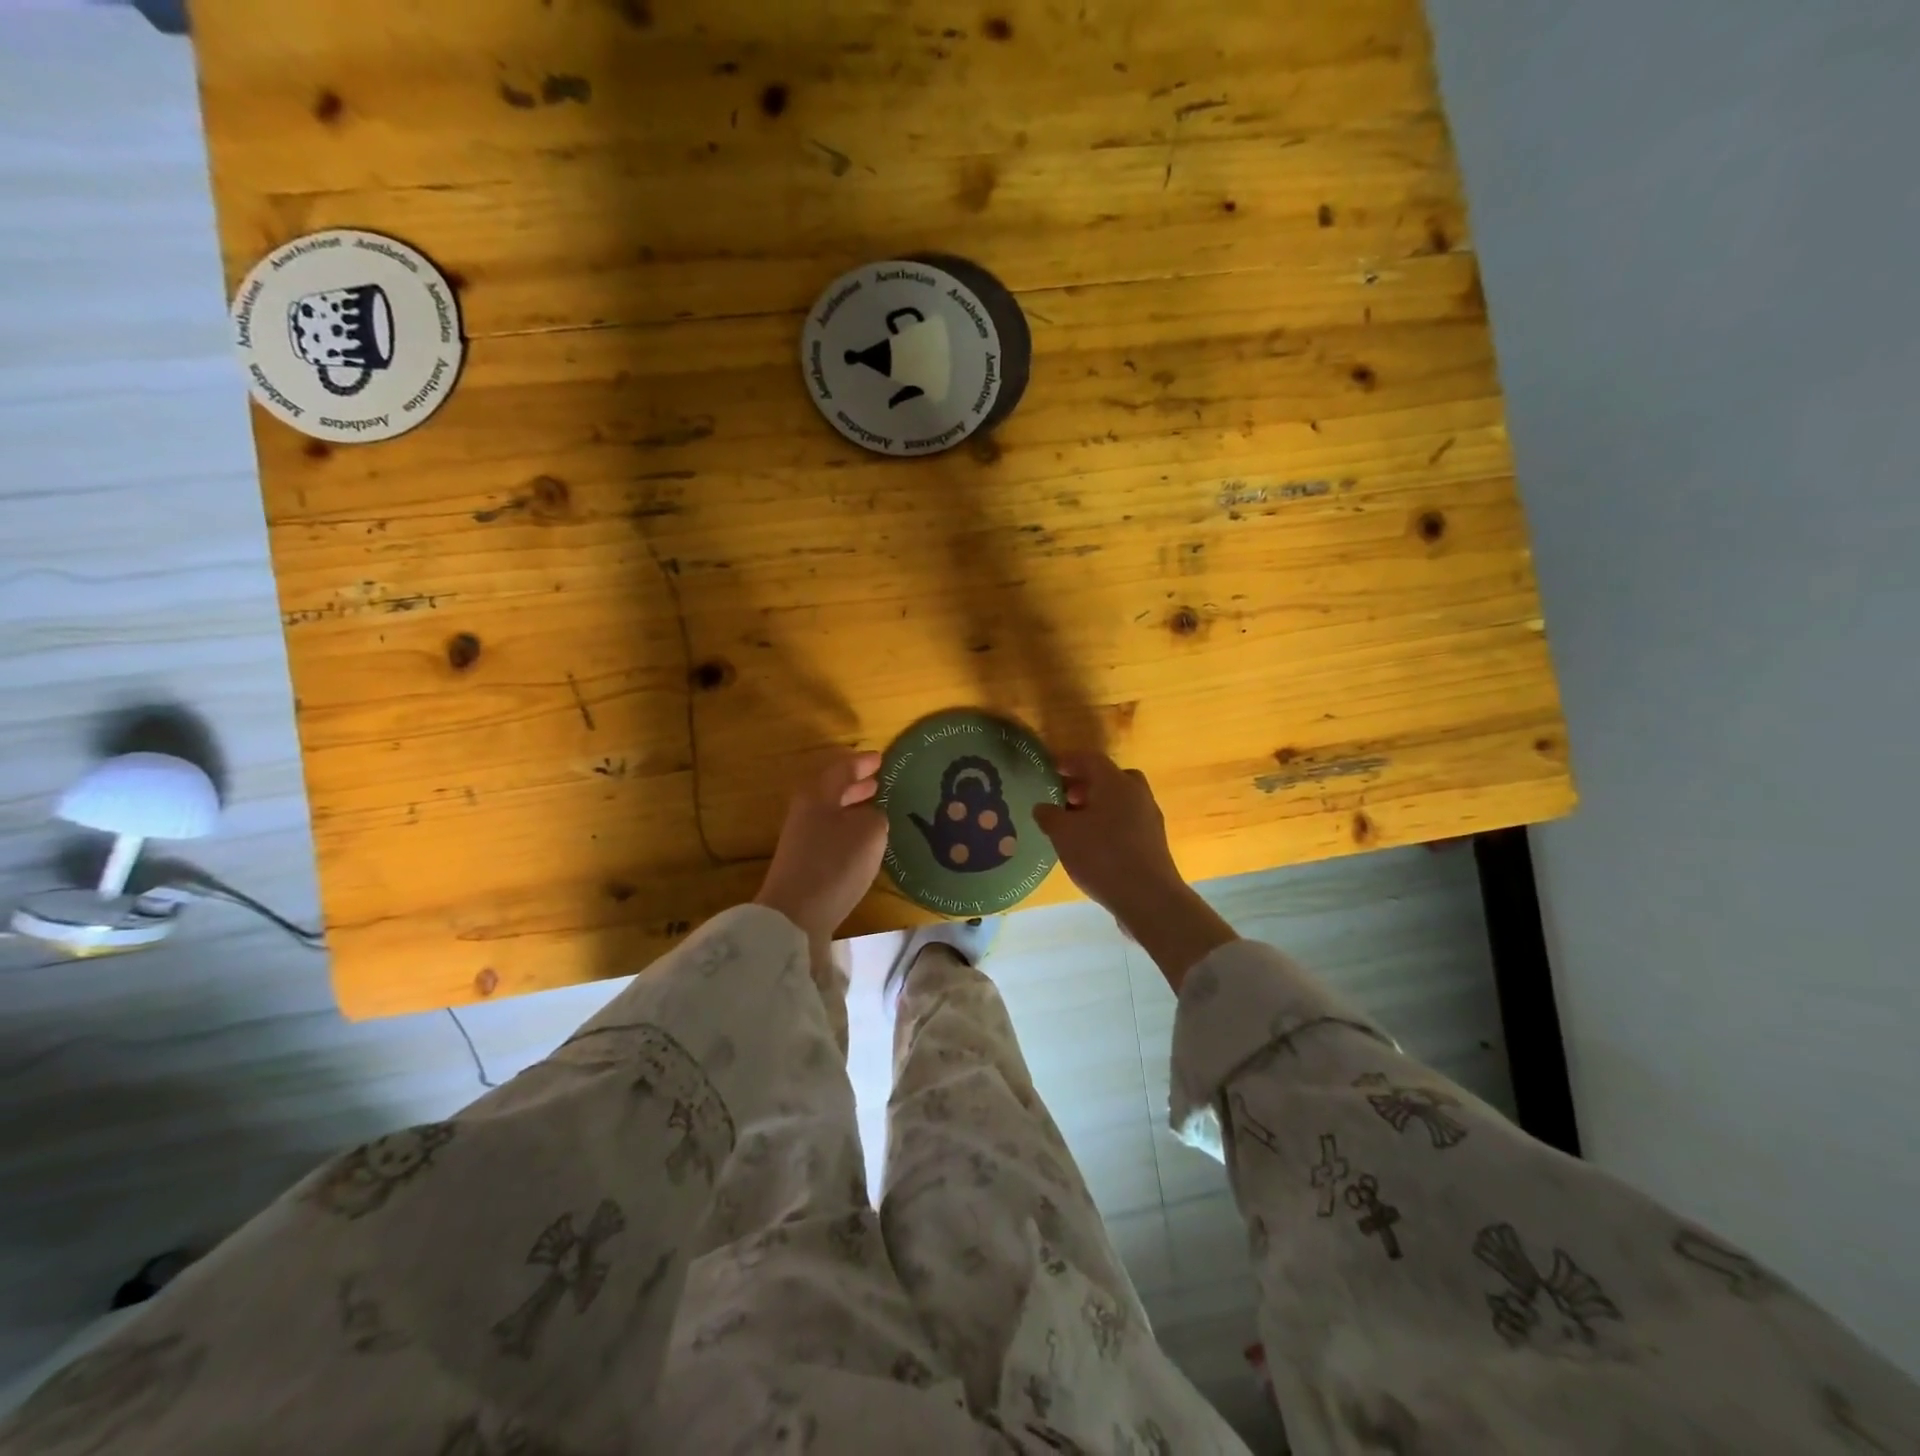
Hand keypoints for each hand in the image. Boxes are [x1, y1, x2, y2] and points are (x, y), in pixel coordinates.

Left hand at [754, 750, 887, 952]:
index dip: (863, 762)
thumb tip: (872, 816)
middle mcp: (807, 811)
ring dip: (853, 808)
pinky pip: (832, 835)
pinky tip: (865, 842)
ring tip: (877, 809)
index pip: (843, 768)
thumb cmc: (835, 864)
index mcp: (818, 794)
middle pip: (833, 790)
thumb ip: (876, 816)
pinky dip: (850, 830)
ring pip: (832, 813)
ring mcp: (803, 839)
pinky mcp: (805, 863)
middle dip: (857, 784)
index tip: (882, 758)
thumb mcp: (870, 832)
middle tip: (880, 781)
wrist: (795, 915)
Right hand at [1031, 752, 1184, 915]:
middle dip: (1084, 784)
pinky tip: (1093, 844)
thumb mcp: (1063, 834)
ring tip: (1074, 824)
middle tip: (1064, 797)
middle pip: (1109, 777)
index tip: (1049, 768)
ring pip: (1120, 800)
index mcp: (1115, 782)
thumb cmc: (1101, 856)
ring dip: (1097, 805)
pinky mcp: (1154, 841)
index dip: (1067, 761)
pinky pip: (1127, 820)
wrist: (1148, 897)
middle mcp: (1136, 793)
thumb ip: (1049, 815)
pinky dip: (1108, 823)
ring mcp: (1149, 817)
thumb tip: (1042, 807)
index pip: (1089, 759)